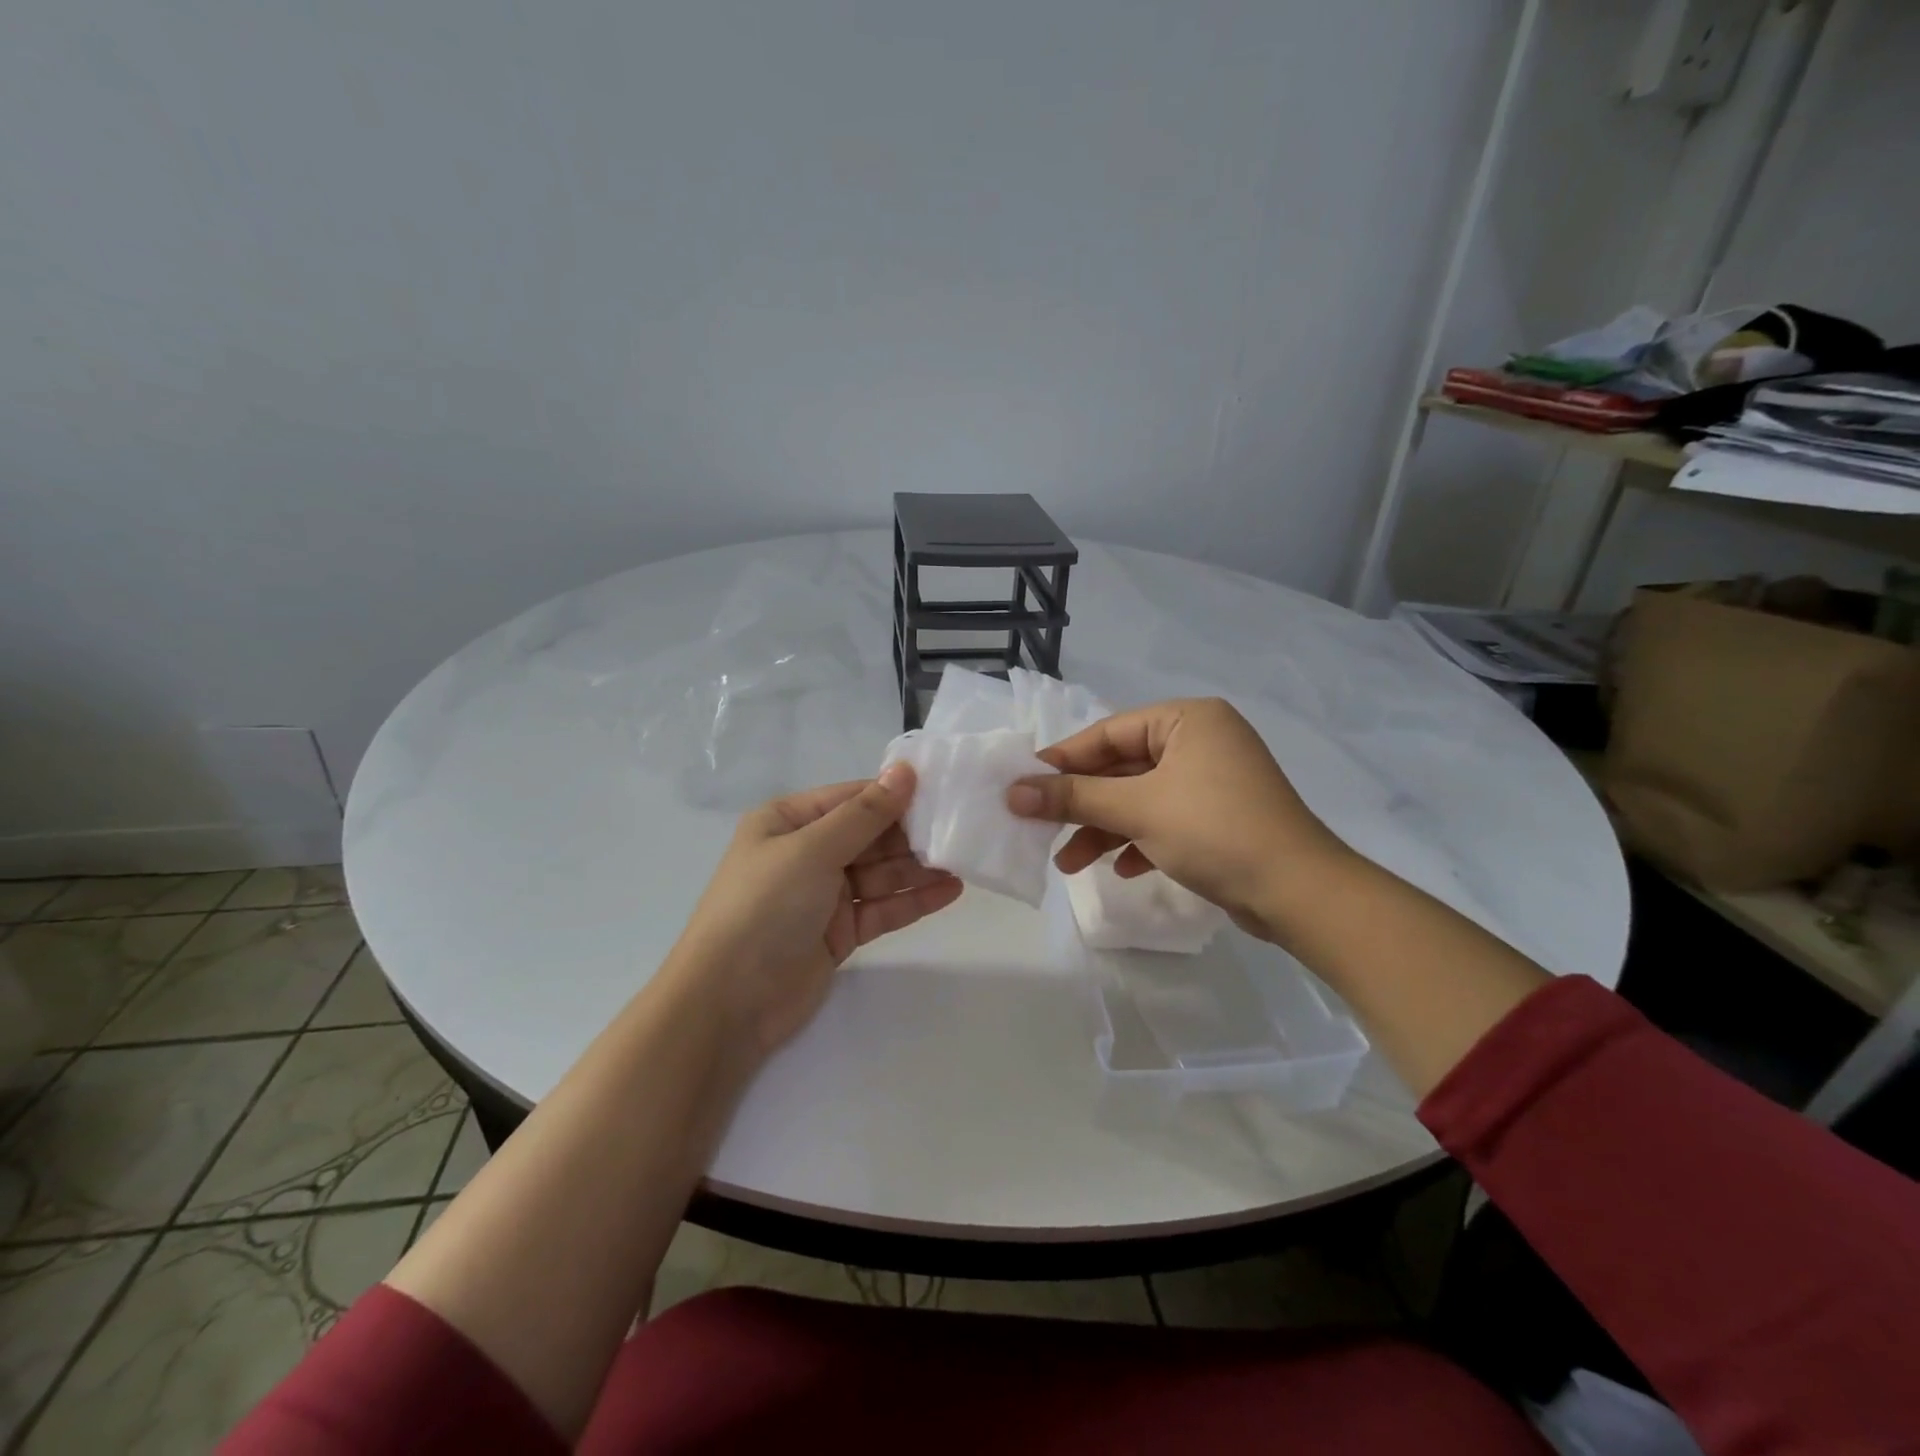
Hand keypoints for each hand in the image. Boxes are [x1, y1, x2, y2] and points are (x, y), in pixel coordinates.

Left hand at [666, 763, 962, 1054]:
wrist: (729, 1001)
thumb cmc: (765, 906)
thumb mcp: (813, 849)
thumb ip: (865, 814)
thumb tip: (905, 770)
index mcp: (788, 822)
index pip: (851, 798)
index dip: (894, 794)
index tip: (942, 789)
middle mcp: (806, 852)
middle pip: (869, 835)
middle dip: (911, 833)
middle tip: (960, 828)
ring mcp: (823, 894)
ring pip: (879, 873)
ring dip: (917, 867)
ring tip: (963, 860)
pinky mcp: (839, 932)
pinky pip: (881, 907)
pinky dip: (912, 900)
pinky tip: (949, 891)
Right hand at [1006, 697, 1348, 939]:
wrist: (1300, 894)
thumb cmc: (1215, 831)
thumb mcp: (1137, 809)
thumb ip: (1073, 797)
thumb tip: (1012, 792)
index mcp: (1187, 719)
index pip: (1108, 733)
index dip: (1062, 761)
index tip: (1021, 786)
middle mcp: (1201, 741)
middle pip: (1122, 768)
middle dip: (1082, 805)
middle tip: (1038, 828)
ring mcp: (1213, 780)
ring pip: (1140, 798)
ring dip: (1104, 829)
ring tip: (1067, 865)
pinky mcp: (1220, 817)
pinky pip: (1165, 820)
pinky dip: (1139, 841)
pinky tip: (1121, 869)